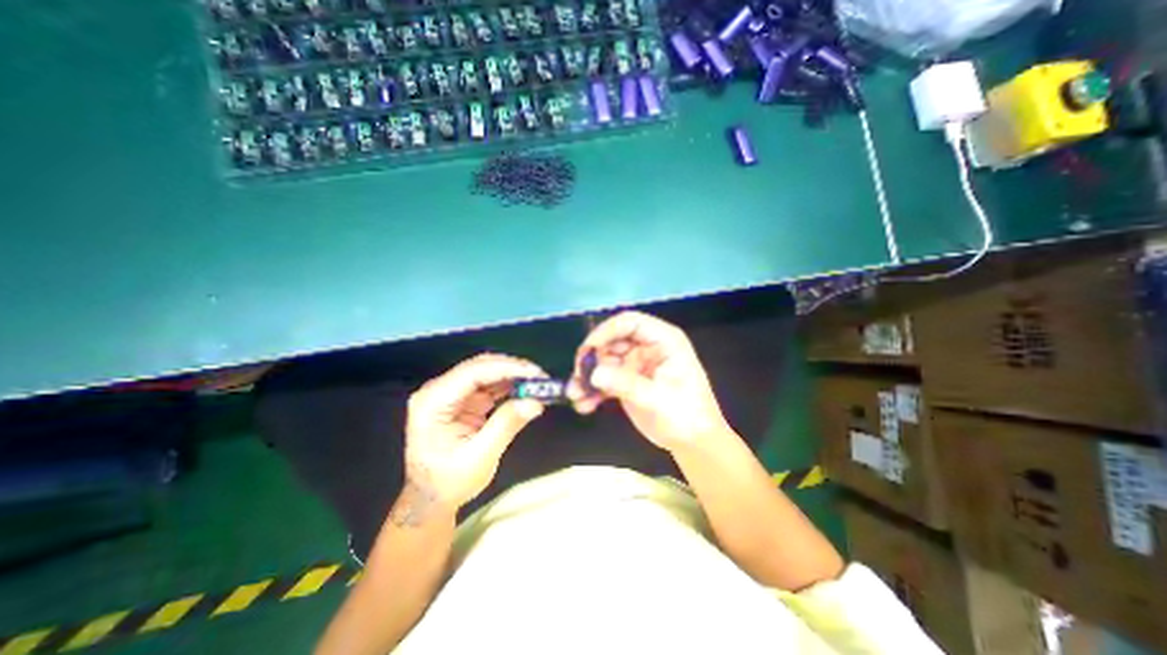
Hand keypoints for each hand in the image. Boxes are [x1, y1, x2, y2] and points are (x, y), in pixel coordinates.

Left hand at [402, 352, 548, 521]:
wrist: (431, 499)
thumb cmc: (448, 483)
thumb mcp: (479, 457)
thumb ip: (506, 426)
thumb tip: (535, 402)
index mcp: (432, 402)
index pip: (472, 373)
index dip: (506, 368)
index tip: (535, 373)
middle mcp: (439, 390)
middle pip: (479, 367)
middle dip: (512, 368)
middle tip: (541, 377)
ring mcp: (451, 393)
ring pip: (487, 371)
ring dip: (513, 375)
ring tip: (538, 383)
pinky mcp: (464, 399)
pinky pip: (490, 383)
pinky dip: (509, 385)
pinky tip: (525, 389)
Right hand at [569, 311, 727, 452]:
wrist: (692, 442)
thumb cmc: (686, 416)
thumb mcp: (657, 399)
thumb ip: (626, 384)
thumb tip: (593, 374)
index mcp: (663, 340)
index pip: (630, 323)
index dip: (606, 331)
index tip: (587, 350)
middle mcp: (647, 347)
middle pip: (612, 341)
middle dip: (592, 358)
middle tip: (578, 375)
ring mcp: (636, 364)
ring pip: (604, 361)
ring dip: (588, 376)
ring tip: (575, 394)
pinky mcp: (627, 381)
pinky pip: (605, 379)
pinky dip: (593, 389)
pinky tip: (584, 404)